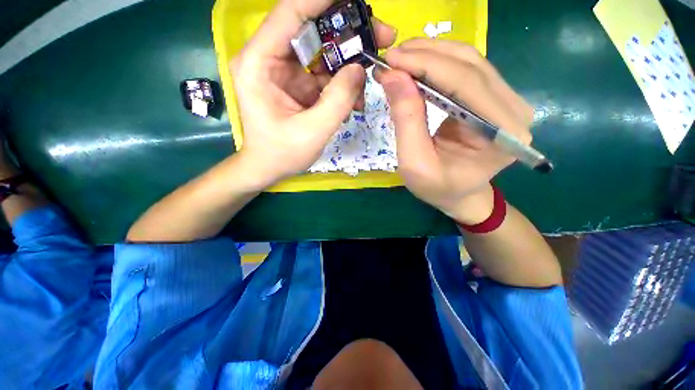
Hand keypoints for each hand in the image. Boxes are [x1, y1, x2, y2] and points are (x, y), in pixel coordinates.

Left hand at [230, 0, 396, 189]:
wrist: (269, 168)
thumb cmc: (282, 154)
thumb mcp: (313, 131)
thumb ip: (338, 100)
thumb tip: (359, 69)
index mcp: (259, 63)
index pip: (291, 14)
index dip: (323, 1)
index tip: (357, 0)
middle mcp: (269, 59)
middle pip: (311, 30)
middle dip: (347, 33)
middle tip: (381, 36)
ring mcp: (285, 71)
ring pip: (322, 53)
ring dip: (348, 63)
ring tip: (369, 78)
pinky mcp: (297, 85)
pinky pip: (324, 75)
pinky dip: (342, 84)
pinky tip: (354, 100)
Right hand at [374, 39, 533, 223]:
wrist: (460, 195)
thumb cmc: (438, 188)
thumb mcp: (414, 163)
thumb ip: (406, 120)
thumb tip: (392, 75)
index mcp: (501, 133)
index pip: (464, 82)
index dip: (425, 65)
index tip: (391, 59)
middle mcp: (514, 111)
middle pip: (470, 65)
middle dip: (426, 55)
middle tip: (392, 56)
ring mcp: (508, 102)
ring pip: (470, 61)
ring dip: (432, 54)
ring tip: (401, 57)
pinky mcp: (495, 100)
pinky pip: (468, 71)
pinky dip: (439, 64)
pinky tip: (418, 66)